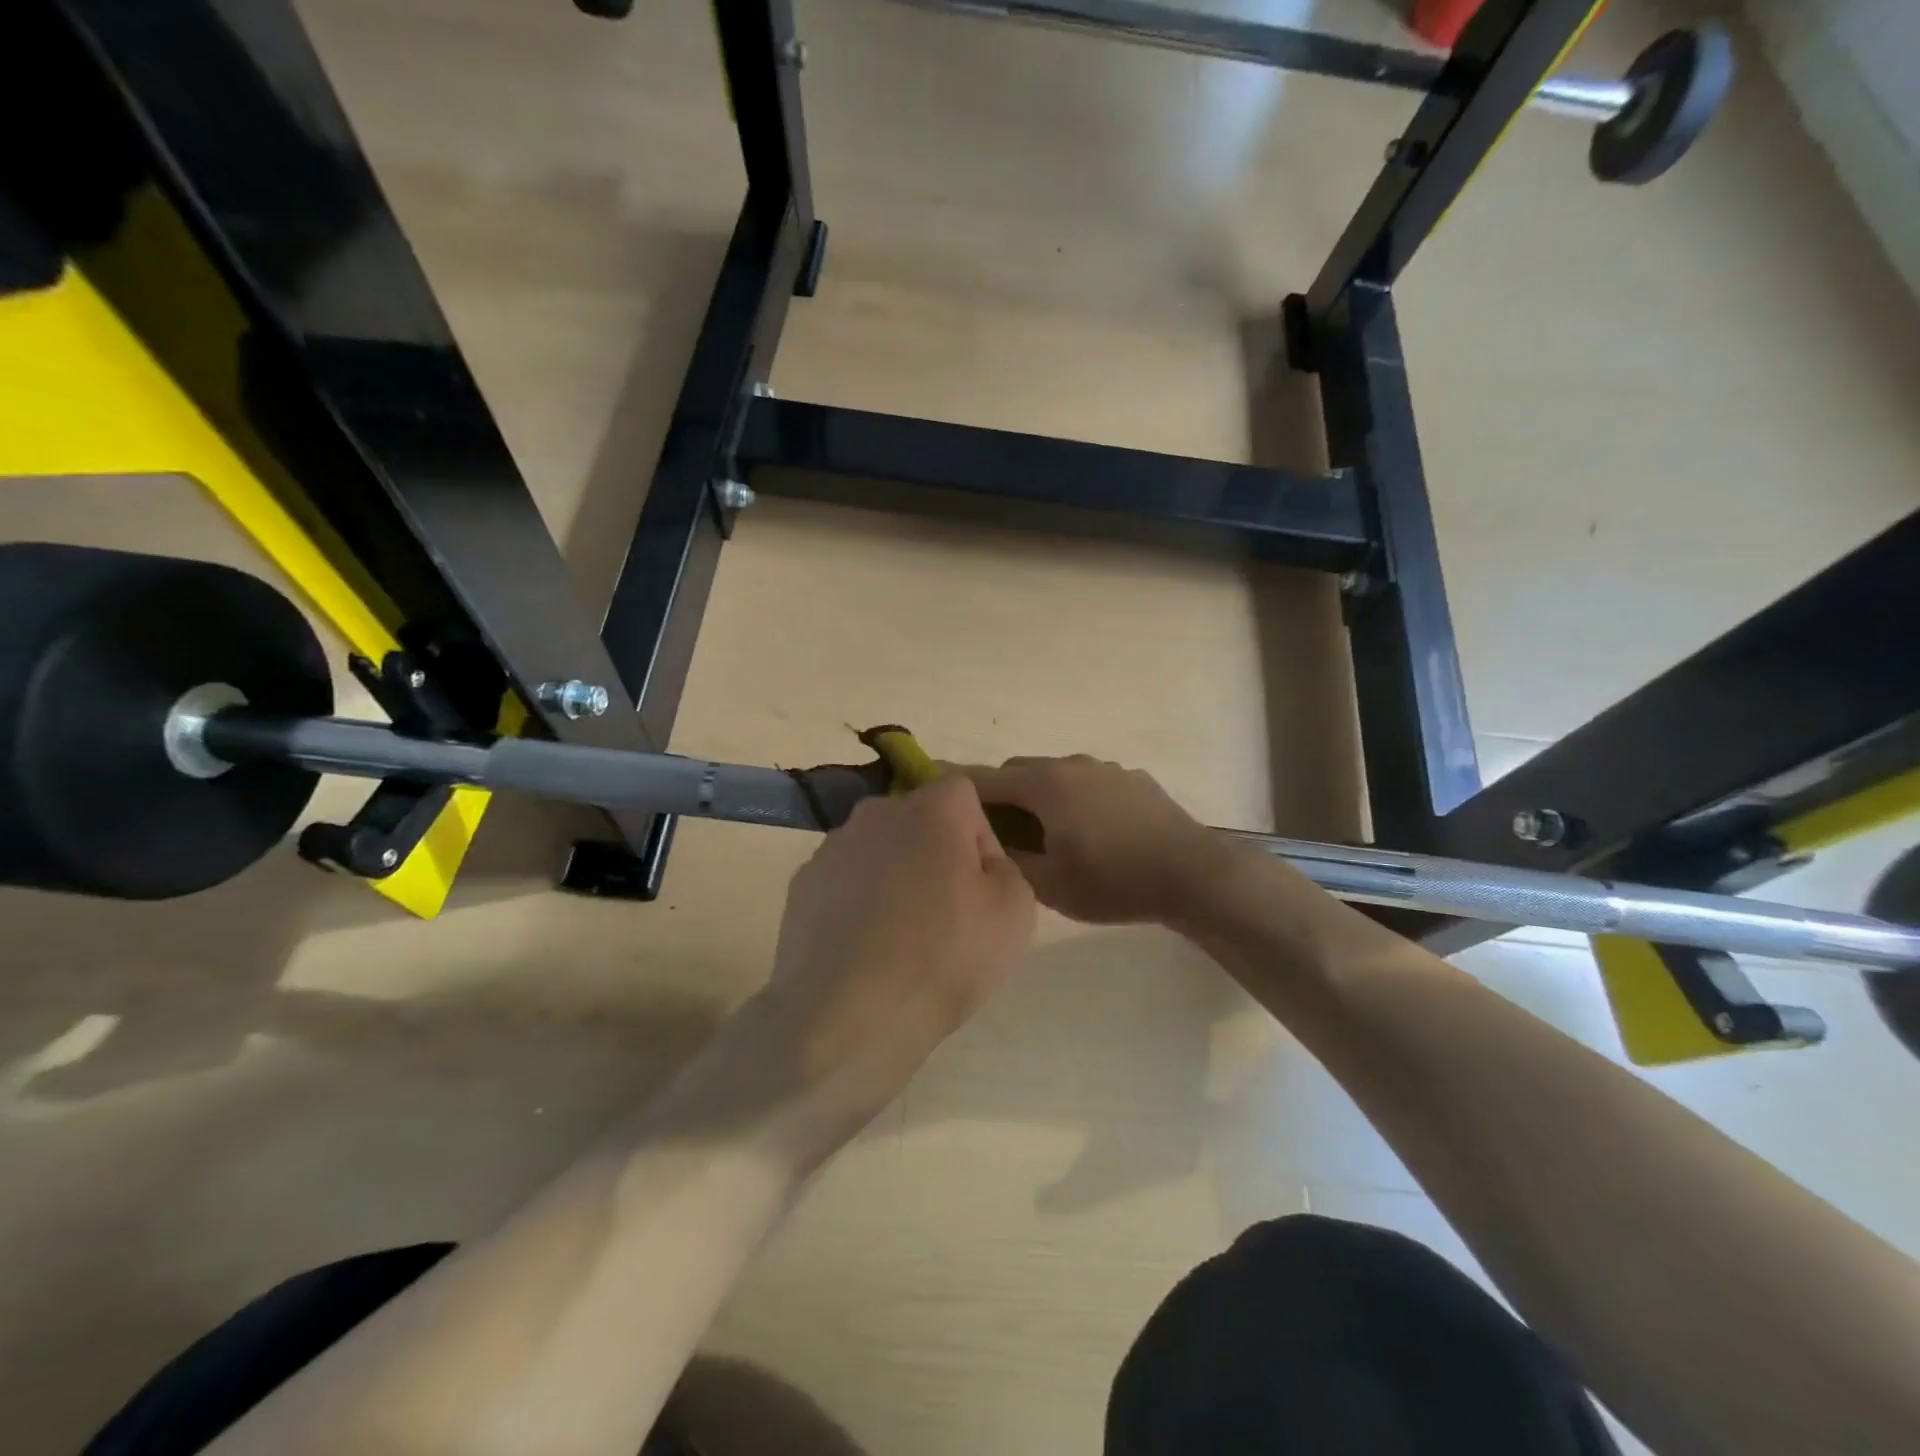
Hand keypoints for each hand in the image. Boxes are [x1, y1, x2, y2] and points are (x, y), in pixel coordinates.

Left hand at [756, 776, 1035, 1143]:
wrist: (846, 1018)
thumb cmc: (943, 958)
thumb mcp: (1015, 912)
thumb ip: (1006, 866)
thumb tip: (978, 861)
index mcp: (931, 809)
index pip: (965, 794)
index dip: (979, 835)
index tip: (980, 884)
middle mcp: (877, 812)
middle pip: (918, 818)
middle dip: (935, 852)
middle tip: (946, 911)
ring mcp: (832, 847)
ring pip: (880, 849)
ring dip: (895, 875)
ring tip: (900, 936)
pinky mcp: (803, 884)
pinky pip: (846, 880)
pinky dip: (859, 901)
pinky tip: (865, 947)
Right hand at [964, 755, 1247, 925]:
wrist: (1193, 875)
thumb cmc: (1114, 881)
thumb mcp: (1050, 885)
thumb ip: (1009, 860)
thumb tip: (987, 844)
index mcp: (1046, 785)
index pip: (986, 779)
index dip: (958, 788)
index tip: (937, 797)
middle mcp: (1073, 764)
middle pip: (1020, 771)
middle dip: (1000, 795)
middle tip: (996, 832)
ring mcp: (1107, 768)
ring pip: (1056, 775)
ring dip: (1040, 797)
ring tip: (1045, 835)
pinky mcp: (1133, 779)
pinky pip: (1088, 782)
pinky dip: (1073, 798)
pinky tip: (1090, 832)